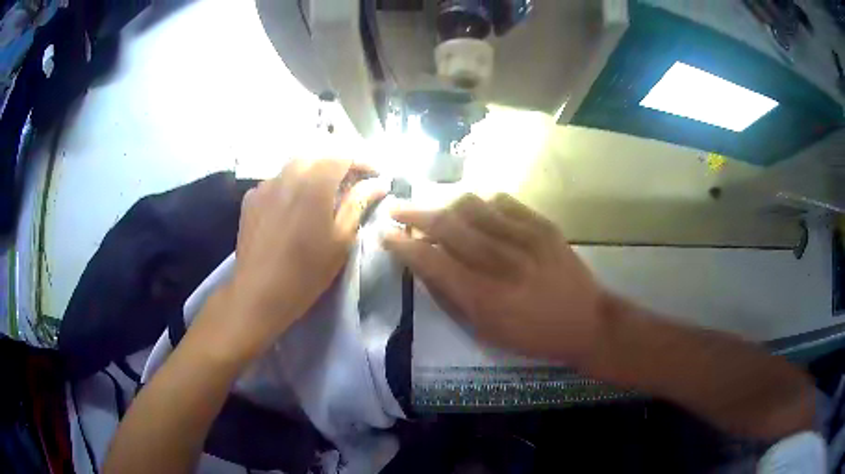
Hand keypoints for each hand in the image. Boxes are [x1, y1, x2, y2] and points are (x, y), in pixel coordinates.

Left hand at [197, 158, 386, 360]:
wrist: (258, 293)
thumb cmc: (306, 271)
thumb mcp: (341, 240)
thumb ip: (358, 204)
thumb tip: (377, 183)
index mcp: (314, 183)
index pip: (343, 156)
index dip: (362, 162)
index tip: (375, 175)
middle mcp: (287, 174)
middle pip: (317, 157)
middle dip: (337, 165)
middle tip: (350, 185)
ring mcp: (265, 185)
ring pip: (294, 167)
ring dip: (313, 173)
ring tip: (322, 195)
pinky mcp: (251, 199)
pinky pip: (276, 181)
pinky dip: (291, 185)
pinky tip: (293, 206)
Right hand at [384, 193, 605, 365]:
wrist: (586, 322)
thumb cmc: (532, 336)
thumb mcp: (485, 330)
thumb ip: (451, 297)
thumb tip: (424, 266)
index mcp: (484, 296)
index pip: (431, 259)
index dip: (403, 245)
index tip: (386, 235)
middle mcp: (501, 260)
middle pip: (447, 224)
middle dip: (414, 214)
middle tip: (397, 210)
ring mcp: (525, 237)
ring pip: (472, 205)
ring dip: (447, 205)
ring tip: (439, 212)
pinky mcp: (543, 225)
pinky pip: (503, 202)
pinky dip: (483, 204)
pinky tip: (478, 212)